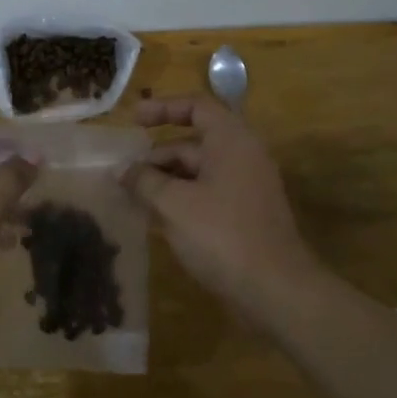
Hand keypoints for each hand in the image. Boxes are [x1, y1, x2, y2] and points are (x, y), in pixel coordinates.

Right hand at [123, 96, 320, 311]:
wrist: (275, 291)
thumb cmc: (222, 234)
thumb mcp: (173, 203)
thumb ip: (143, 181)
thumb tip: (121, 170)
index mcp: (230, 140)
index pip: (196, 106)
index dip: (163, 108)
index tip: (133, 120)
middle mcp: (242, 157)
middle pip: (192, 143)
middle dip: (155, 157)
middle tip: (122, 175)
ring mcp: (245, 188)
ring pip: (197, 173)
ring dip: (164, 182)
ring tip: (131, 199)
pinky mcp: (244, 217)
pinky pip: (206, 196)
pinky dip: (180, 201)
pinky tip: (153, 220)